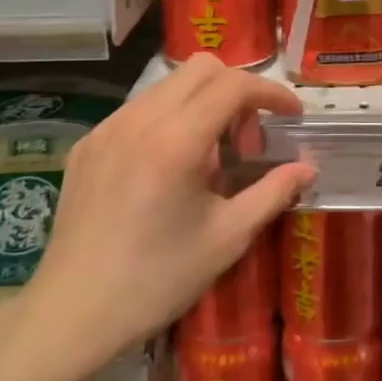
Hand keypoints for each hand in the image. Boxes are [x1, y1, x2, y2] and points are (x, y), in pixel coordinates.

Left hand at [24, 55, 316, 365]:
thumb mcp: (227, 238)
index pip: (234, 85)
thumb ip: (272, 193)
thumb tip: (307, 168)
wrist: (73, 312)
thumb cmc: (157, 280)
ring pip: (168, 85)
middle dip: (237, 92)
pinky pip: (138, 109)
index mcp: (177, 140)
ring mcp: (107, 127)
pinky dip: (167, 120)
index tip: (293, 116)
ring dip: (202, 104)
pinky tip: (167, 170)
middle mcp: (139, 119)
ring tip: (209, 159)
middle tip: (247, 143)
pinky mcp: (88, 143)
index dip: (272, 92)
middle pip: (201, 68)